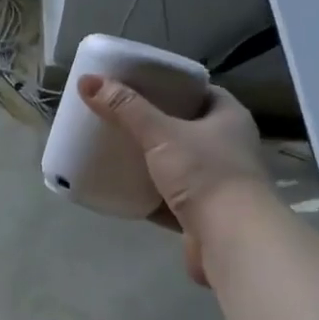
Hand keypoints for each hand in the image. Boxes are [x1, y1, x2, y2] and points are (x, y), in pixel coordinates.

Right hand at [78, 73, 267, 286]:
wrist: (231, 239)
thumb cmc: (205, 174)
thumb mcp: (161, 134)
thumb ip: (125, 108)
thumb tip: (87, 80)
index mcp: (229, 117)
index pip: (199, 91)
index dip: (170, 86)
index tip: (138, 86)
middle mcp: (228, 147)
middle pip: (186, 128)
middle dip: (154, 124)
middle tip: (119, 117)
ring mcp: (217, 183)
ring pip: (178, 165)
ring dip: (151, 161)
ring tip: (116, 150)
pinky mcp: (203, 214)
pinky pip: (170, 198)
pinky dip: (149, 195)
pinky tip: (123, 190)